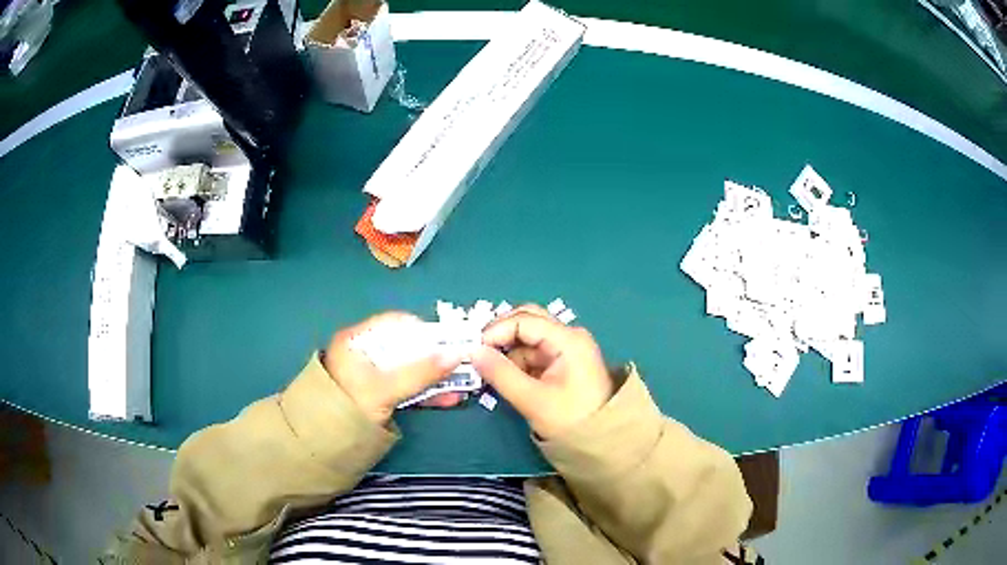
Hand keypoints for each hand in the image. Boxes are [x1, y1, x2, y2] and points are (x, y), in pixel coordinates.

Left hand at [323, 312, 464, 423]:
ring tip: (462, 386)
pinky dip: (426, 393)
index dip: (425, 330)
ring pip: (409, 371)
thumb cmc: (347, 407)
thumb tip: (456, 355)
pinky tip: (448, 399)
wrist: (320, 445)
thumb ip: (419, 372)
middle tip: (463, 366)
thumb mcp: (383, 389)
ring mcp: (372, 377)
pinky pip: (406, 389)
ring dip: (435, 378)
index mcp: (358, 341)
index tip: (451, 342)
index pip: (396, 324)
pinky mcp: (379, 397)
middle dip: (436, 358)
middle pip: (407, 348)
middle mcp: (365, 354)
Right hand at [472, 305, 613, 439]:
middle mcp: (568, 336)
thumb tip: (472, 351)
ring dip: (507, 350)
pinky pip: (533, 352)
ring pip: (528, 337)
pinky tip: (505, 377)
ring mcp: (567, 348)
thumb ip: (501, 373)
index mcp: (568, 339)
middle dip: (500, 335)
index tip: (473, 349)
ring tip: (489, 371)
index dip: (496, 331)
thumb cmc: (570, 420)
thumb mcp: (532, 399)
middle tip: (477, 353)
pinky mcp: (562, 361)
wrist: (600, 442)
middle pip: (527, 321)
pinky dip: (516, 361)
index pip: (524, 320)